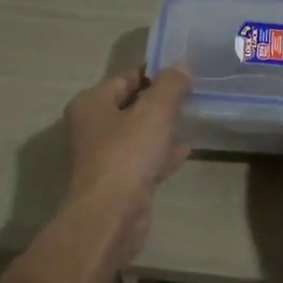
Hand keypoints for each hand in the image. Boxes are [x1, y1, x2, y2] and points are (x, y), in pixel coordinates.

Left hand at [60, 67, 191, 268]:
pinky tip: (186, 148)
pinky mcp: (119, 183)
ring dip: (160, 127)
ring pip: (137, 134)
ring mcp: (104, 158)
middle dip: (158, 100)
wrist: (110, 216)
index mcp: (91, 104)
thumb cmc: (126, 155)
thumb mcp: (154, 112)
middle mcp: (92, 128)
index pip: (124, 78)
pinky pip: (144, 160)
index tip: (182, 71)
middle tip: (191, 93)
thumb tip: (181, 65)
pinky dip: (161, 153)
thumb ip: (170, 86)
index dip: (153, 73)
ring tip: (191, 117)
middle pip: (130, 106)